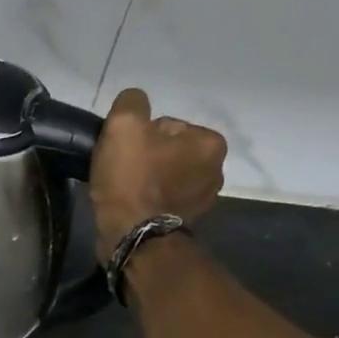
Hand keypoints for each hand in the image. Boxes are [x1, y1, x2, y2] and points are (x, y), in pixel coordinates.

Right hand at [89, 88, 227, 256]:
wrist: (131, 235)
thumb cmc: (132, 178)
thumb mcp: (125, 125)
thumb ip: (132, 102)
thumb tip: (134, 103)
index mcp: (210, 142)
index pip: (166, 126)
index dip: (138, 137)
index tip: (124, 153)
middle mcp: (216, 170)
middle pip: (168, 151)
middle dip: (146, 158)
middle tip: (122, 173)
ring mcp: (203, 200)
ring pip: (165, 176)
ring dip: (147, 180)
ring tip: (124, 192)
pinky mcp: (186, 222)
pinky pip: (163, 200)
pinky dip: (148, 201)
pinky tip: (132, 206)